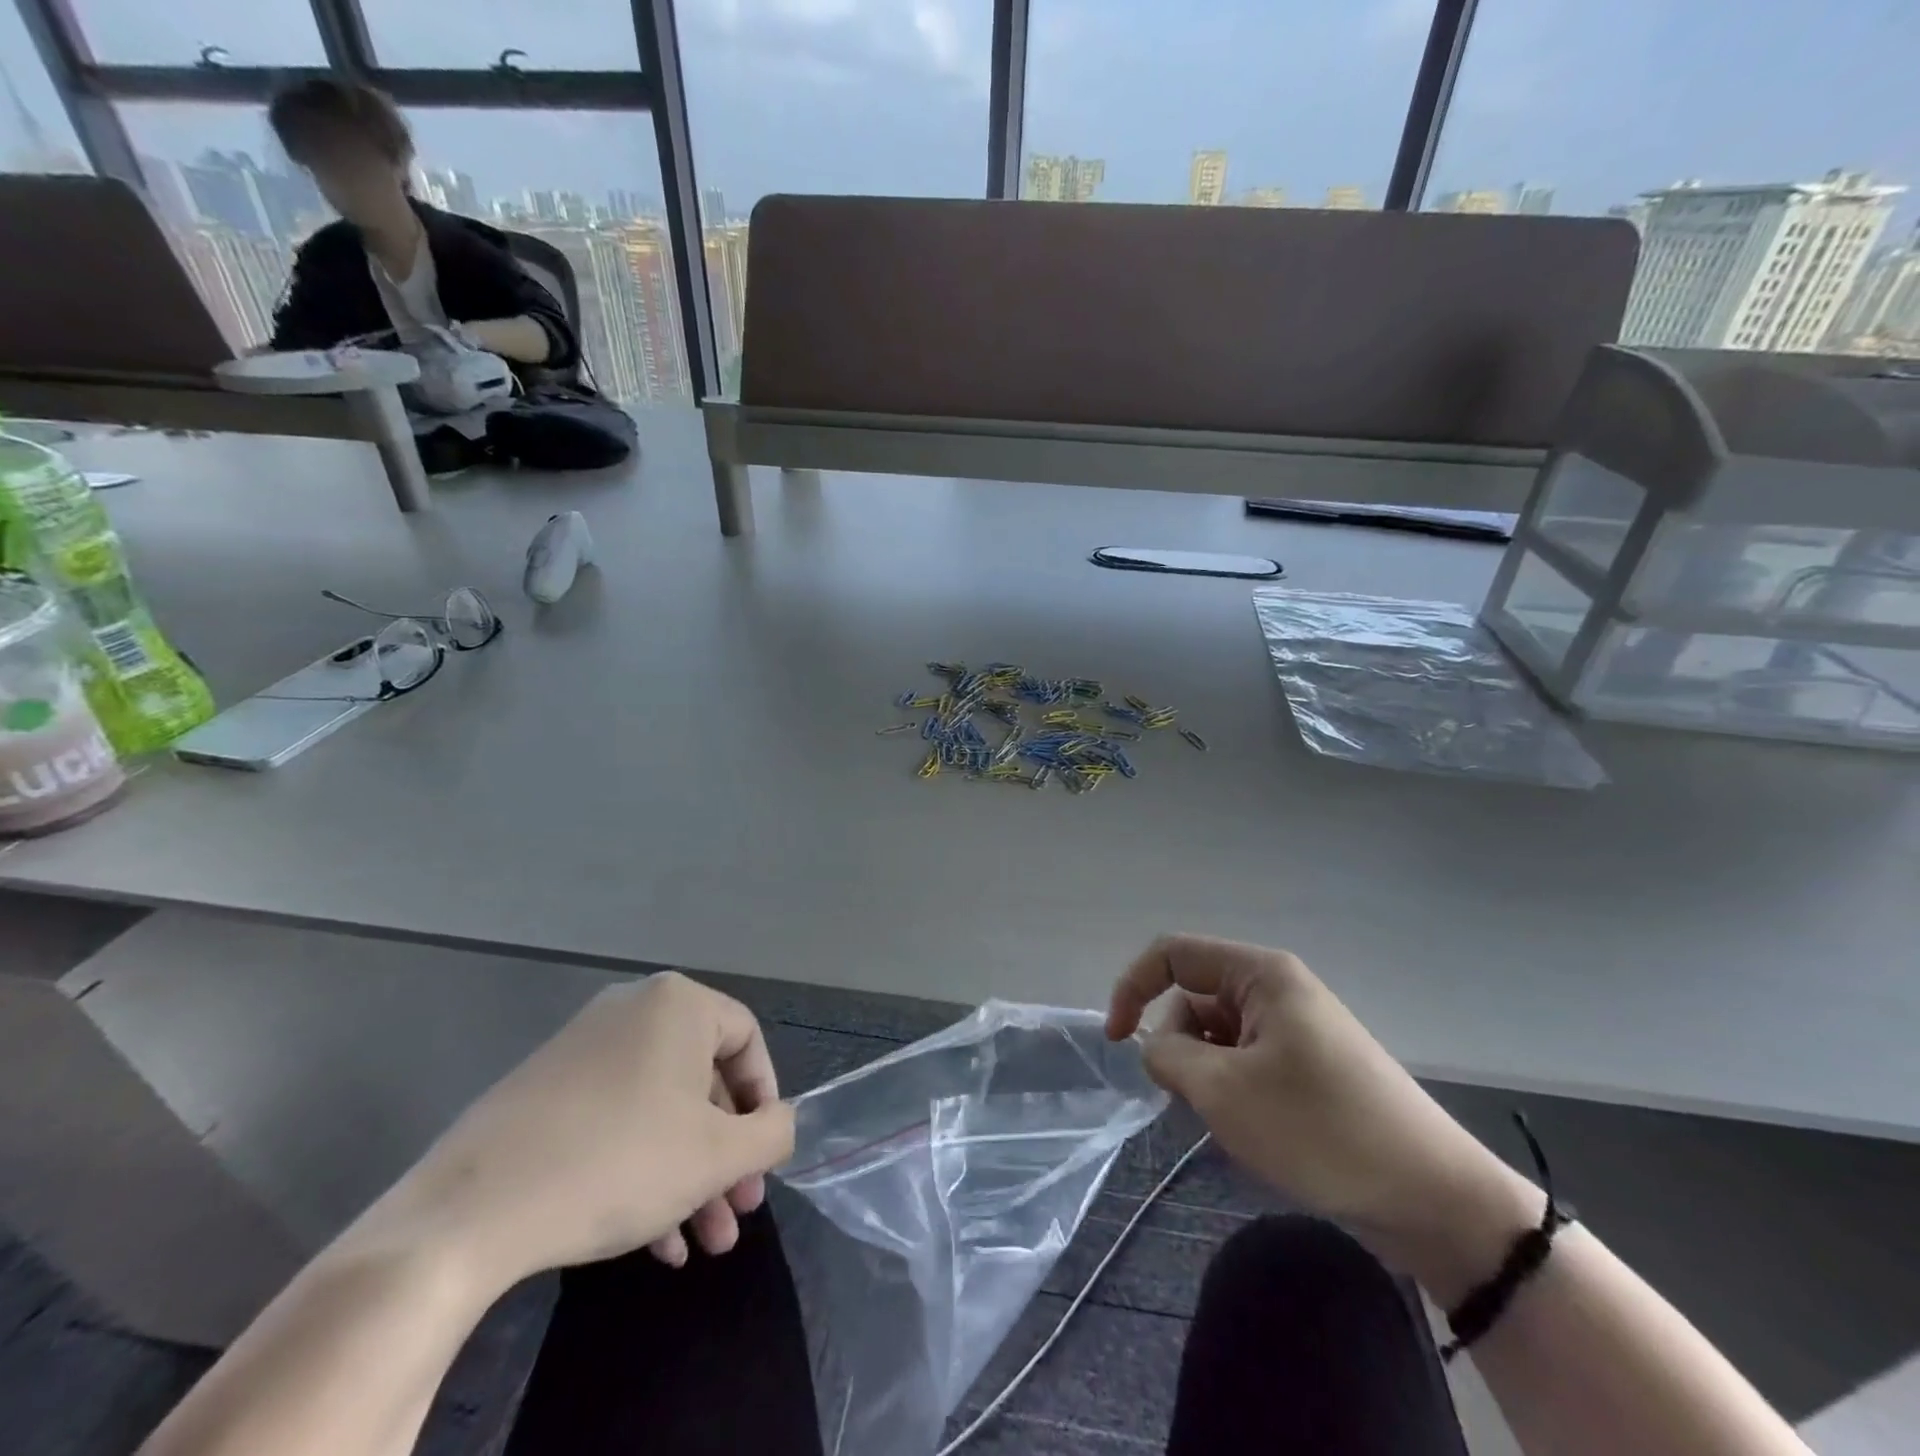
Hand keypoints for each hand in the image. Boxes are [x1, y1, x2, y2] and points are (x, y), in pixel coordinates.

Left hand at [378, 973, 795, 1291]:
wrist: (470, 1210)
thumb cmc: (619, 1161)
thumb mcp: (717, 1155)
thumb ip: (772, 1133)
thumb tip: (783, 1123)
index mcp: (678, 1004)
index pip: (747, 1040)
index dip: (765, 1100)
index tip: (764, 1157)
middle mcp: (633, 1011)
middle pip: (701, 1081)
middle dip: (725, 1154)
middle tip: (738, 1211)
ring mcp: (584, 1050)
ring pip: (659, 1111)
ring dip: (688, 1176)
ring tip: (703, 1245)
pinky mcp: (546, 1092)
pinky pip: (616, 1121)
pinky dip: (642, 1171)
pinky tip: (655, 1243)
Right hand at [1107, 935, 1540, 1301]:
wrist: (1432, 1197)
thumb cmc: (1320, 1129)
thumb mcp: (1224, 1091)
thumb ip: (1167, 1057)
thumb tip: (1155, 1048)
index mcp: (1260, 973)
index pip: (1172, 955)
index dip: (1132, 988)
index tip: (1115, 1042)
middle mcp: (1276, 989)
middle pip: (1193, 998)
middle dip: (1178, 1046)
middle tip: (1197, 1099)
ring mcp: (1295, 1028)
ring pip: (1216, 1036)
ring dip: (1206, 1076)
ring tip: (1235, 1122)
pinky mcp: (1307, 1066)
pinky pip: (1245, 1062)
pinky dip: (1233, 1092)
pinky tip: (1257, 1132)